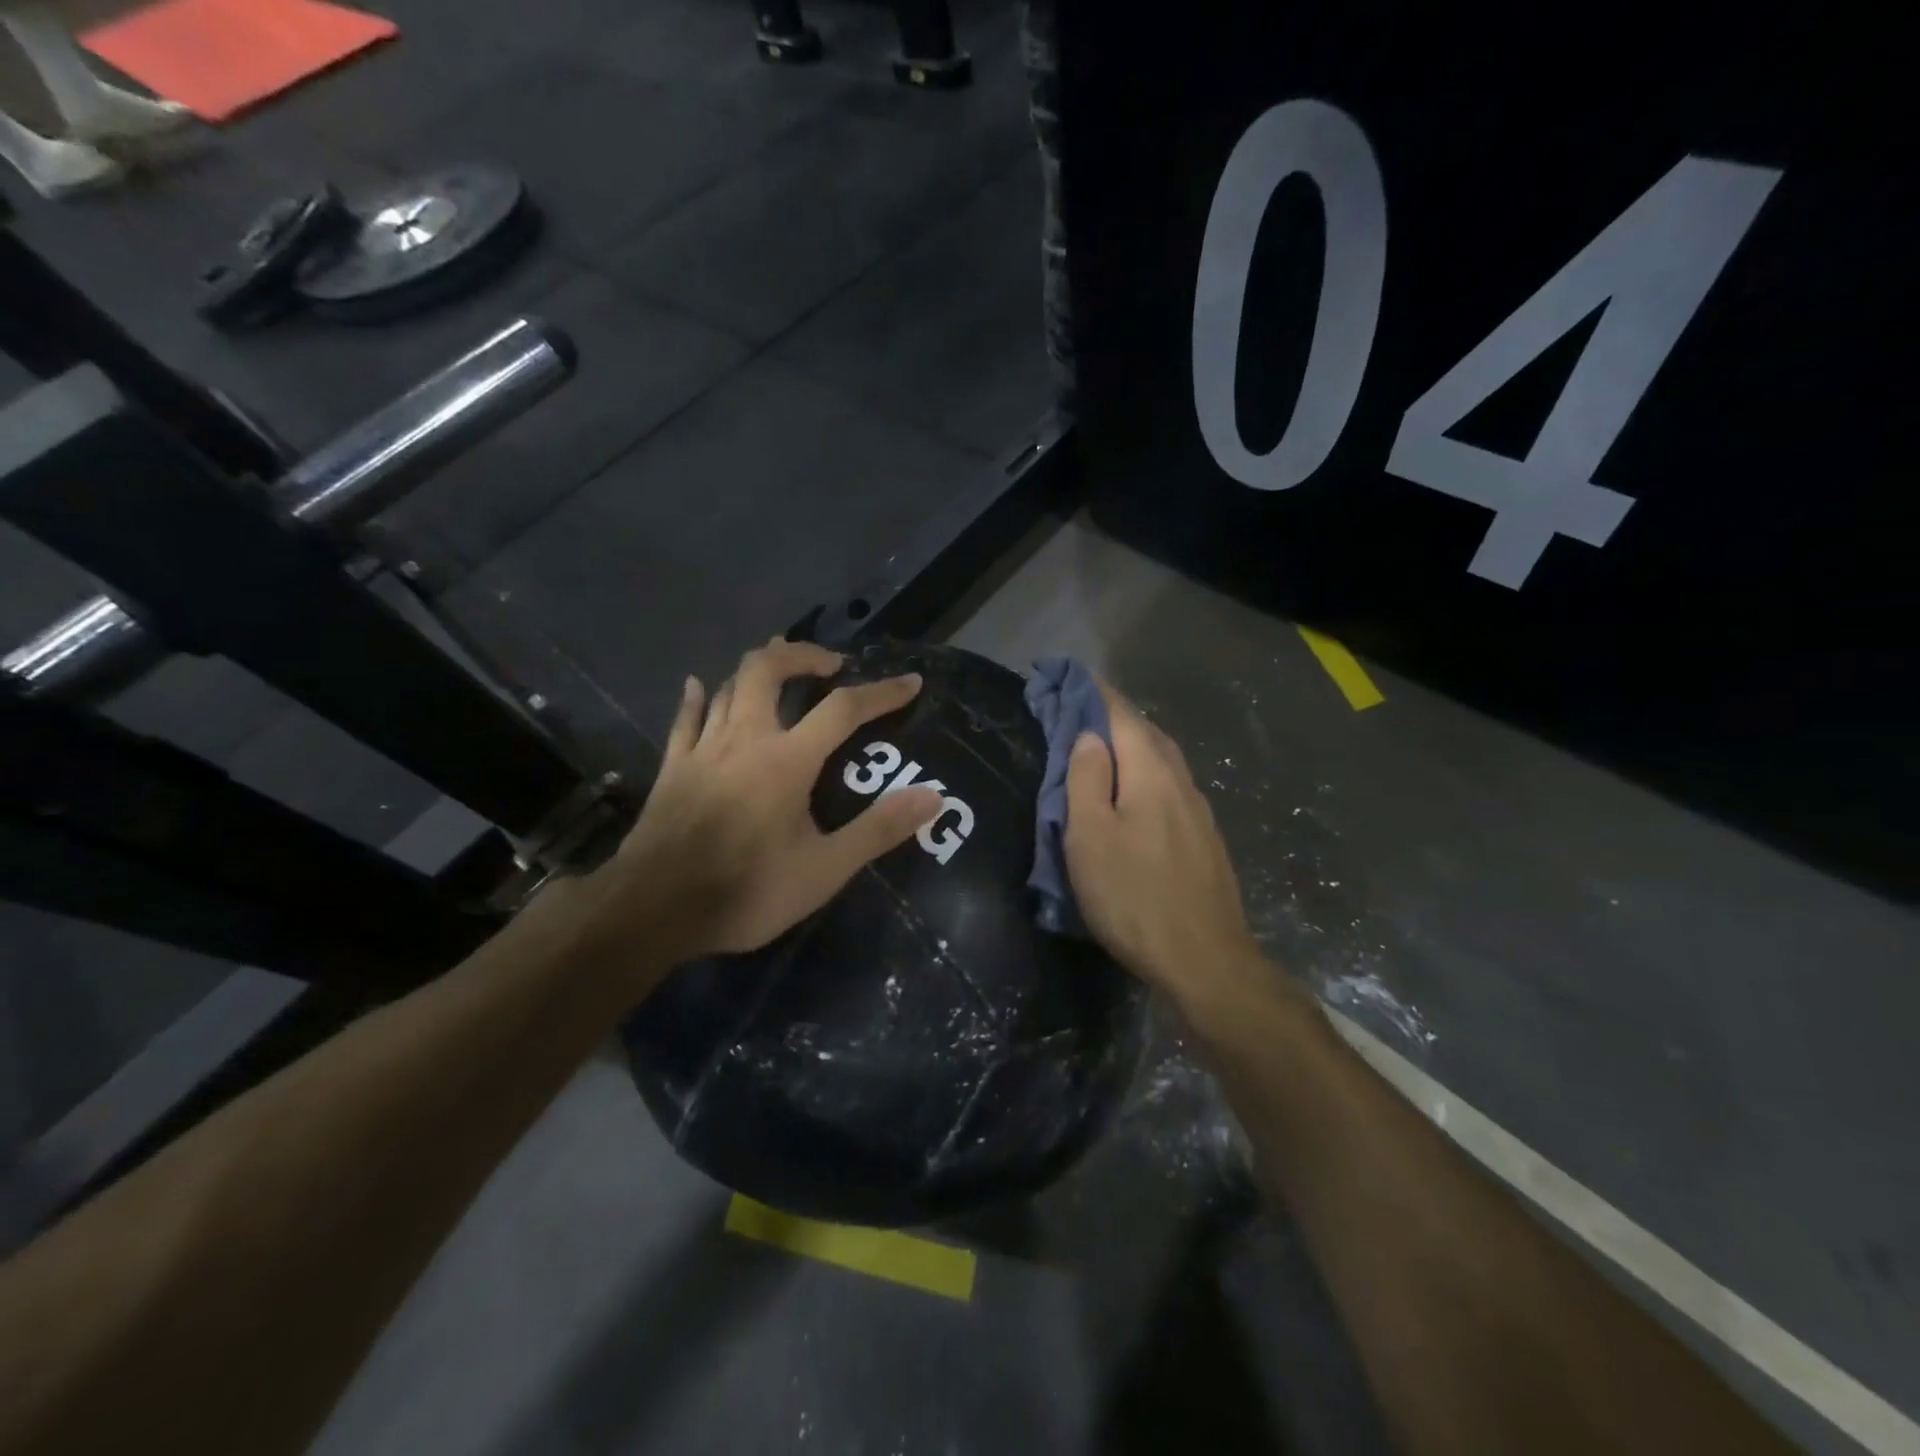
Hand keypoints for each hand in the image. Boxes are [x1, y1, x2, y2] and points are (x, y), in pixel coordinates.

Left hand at [593, 639, 943, 968]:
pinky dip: (698, 696)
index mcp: (786, 760)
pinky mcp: (672, 767)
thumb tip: (931, 797)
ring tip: (782, 668)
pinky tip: (700, 684)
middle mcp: (744, 739)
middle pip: (767, 669)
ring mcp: (702, 749)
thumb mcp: (824, 871)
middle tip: (830, 664)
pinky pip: (685, 718)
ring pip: (727, 686)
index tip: (910, 682)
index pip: (843, 709)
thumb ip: (878, 830)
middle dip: (802, 655)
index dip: (881, 692)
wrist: (653, 910)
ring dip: (758, 670)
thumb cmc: (746, 891)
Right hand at [1064, 680, 1266, 1011]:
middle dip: (1112, 715)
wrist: (1205, 960)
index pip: (1120, 714)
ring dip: (1131, 744)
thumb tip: (1089, 736)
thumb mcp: (1090, 836)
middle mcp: (1180, 780)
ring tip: (1102, 746)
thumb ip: (1087, 779)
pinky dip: (1145, 772)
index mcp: (1150, 772)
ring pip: (1161, 760)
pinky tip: (1135, 791)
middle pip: (1145, 732)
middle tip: (1077, 711)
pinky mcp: (1204, 837)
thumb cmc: (1133, 896)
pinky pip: (1170, 786)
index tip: (1068, 675)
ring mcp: (1198, 810)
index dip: (1093, 692)